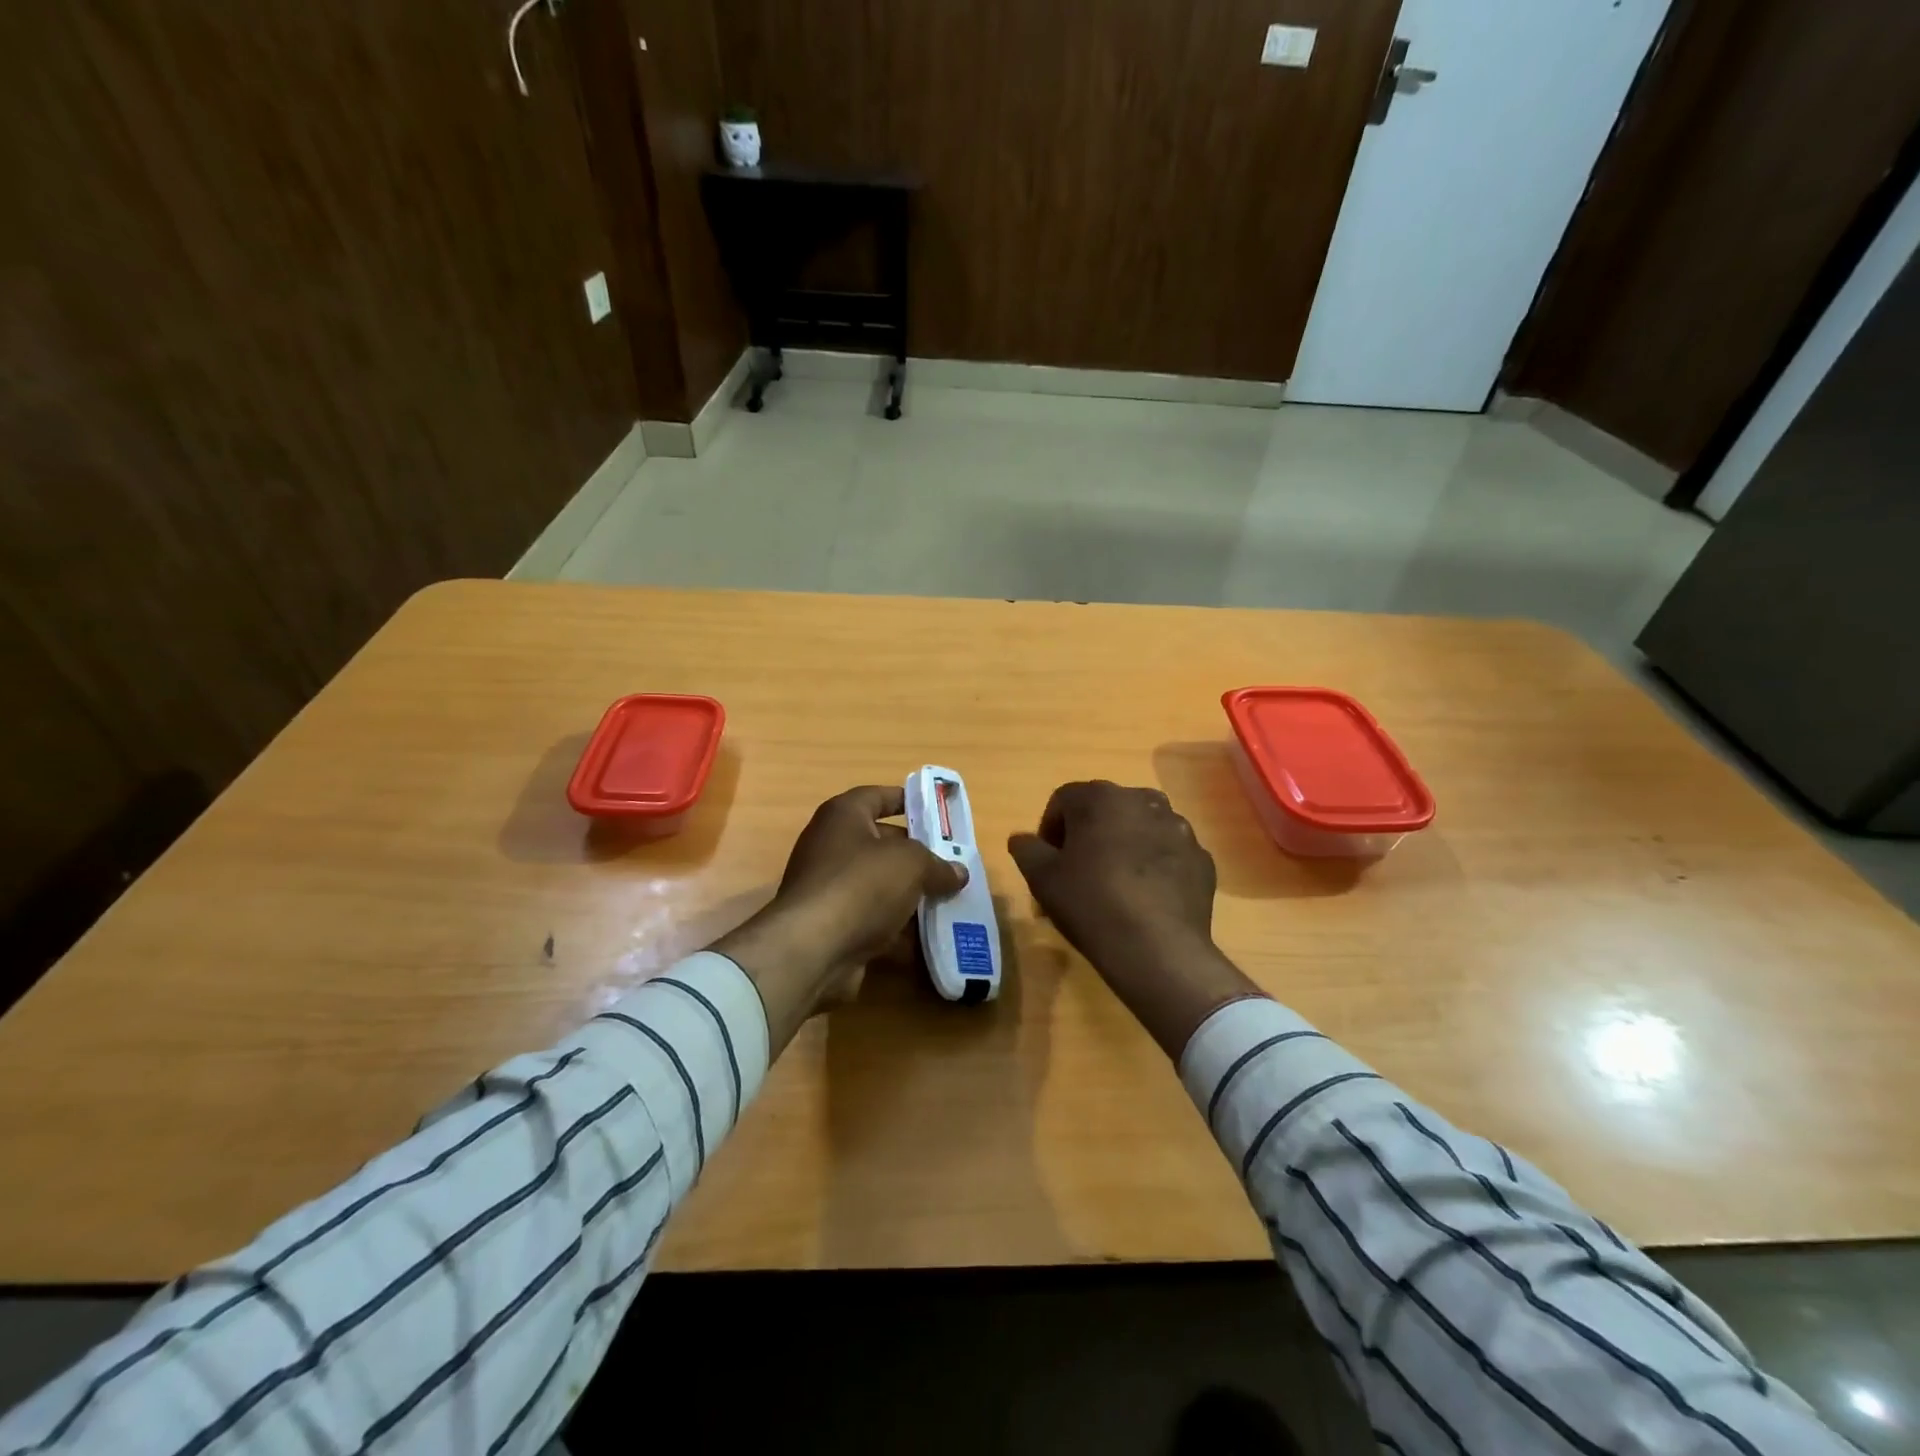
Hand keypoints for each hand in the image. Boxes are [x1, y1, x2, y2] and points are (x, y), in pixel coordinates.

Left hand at [713, 786, 966, 1052]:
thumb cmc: (861, 885)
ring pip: (880, 884)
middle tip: (952, 863)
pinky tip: (929, 937)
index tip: (936, 812)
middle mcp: (831, 845)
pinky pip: (872, 918)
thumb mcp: (912, 864)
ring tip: (949, 900)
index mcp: (844, 815)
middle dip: (918, 854)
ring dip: (910, 893)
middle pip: (882, 842)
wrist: (812, 948)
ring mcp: (829, 887)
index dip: (908, 800)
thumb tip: (958, 873)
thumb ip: (938, 865)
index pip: (878, 796)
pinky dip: (897, 927)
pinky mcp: (832, 924)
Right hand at [1008, 781, 1259, 1056]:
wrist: (1157, 949)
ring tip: (1113, 886)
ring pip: (1140, 828)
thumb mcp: (1042, 878)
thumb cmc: (1090, 903)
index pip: (1064, 799)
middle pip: (1105, 810)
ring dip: (1123, 846)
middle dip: (1088, 834)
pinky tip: (1144, 898)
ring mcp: (1178, 828)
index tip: (1047, 861)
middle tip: (1077, 872)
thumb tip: (1022, 839)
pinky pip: (1168, 854)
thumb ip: (1027, 849)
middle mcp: (1143, 800)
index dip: (1050, 828)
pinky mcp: (1201, 858)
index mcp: (1101, 797)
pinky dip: (1154, 867)